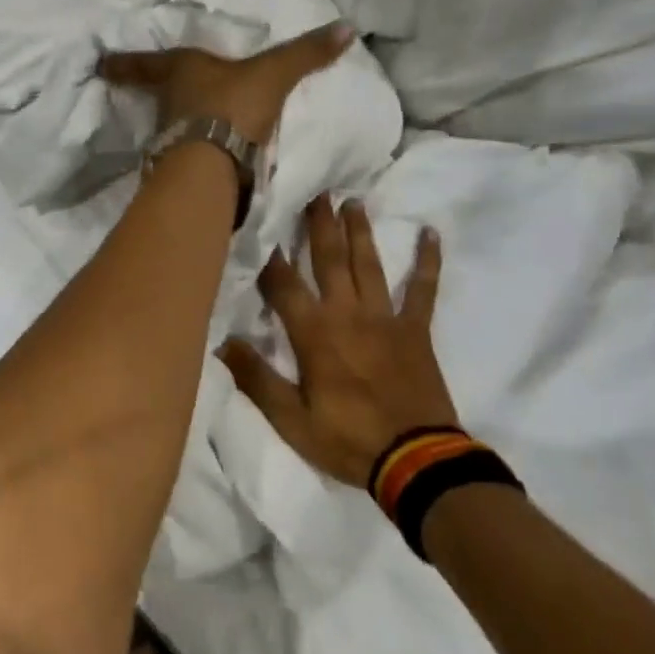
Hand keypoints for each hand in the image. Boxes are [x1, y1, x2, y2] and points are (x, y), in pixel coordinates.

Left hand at [97, 21, 354, 144]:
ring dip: (173, 127)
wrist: (216, 160)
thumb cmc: (235, 103)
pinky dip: (188, 156)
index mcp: (182, 70)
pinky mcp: (179, 168)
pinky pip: (182, 156)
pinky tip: (201, 161)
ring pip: (167, 127)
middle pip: (155, 96)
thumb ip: (307, 53)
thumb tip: (347, 26)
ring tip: (185, 128)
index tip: (99, 64)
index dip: (124, 63)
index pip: (145, 63)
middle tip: (156, 94)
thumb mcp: (275, 73)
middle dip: (155, 95)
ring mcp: (170, 138)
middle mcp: (169, 104)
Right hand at [220, 197, 458, 488]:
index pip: (284, 285)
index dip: (270, 257)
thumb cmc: (348, 440)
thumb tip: (222, 342)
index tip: (261, 226)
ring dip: (360, 232)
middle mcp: (348, 314)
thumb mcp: (292, 421)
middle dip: (319, 225)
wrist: (417, 461)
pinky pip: (423, 289)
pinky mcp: (416, 330)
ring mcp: (385, 318)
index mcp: (315, 334)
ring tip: (353, 202)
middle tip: (316, 192)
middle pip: (329, 260)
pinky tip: (431, 234)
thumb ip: (257, 379)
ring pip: (369, 265)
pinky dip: (428, 261)